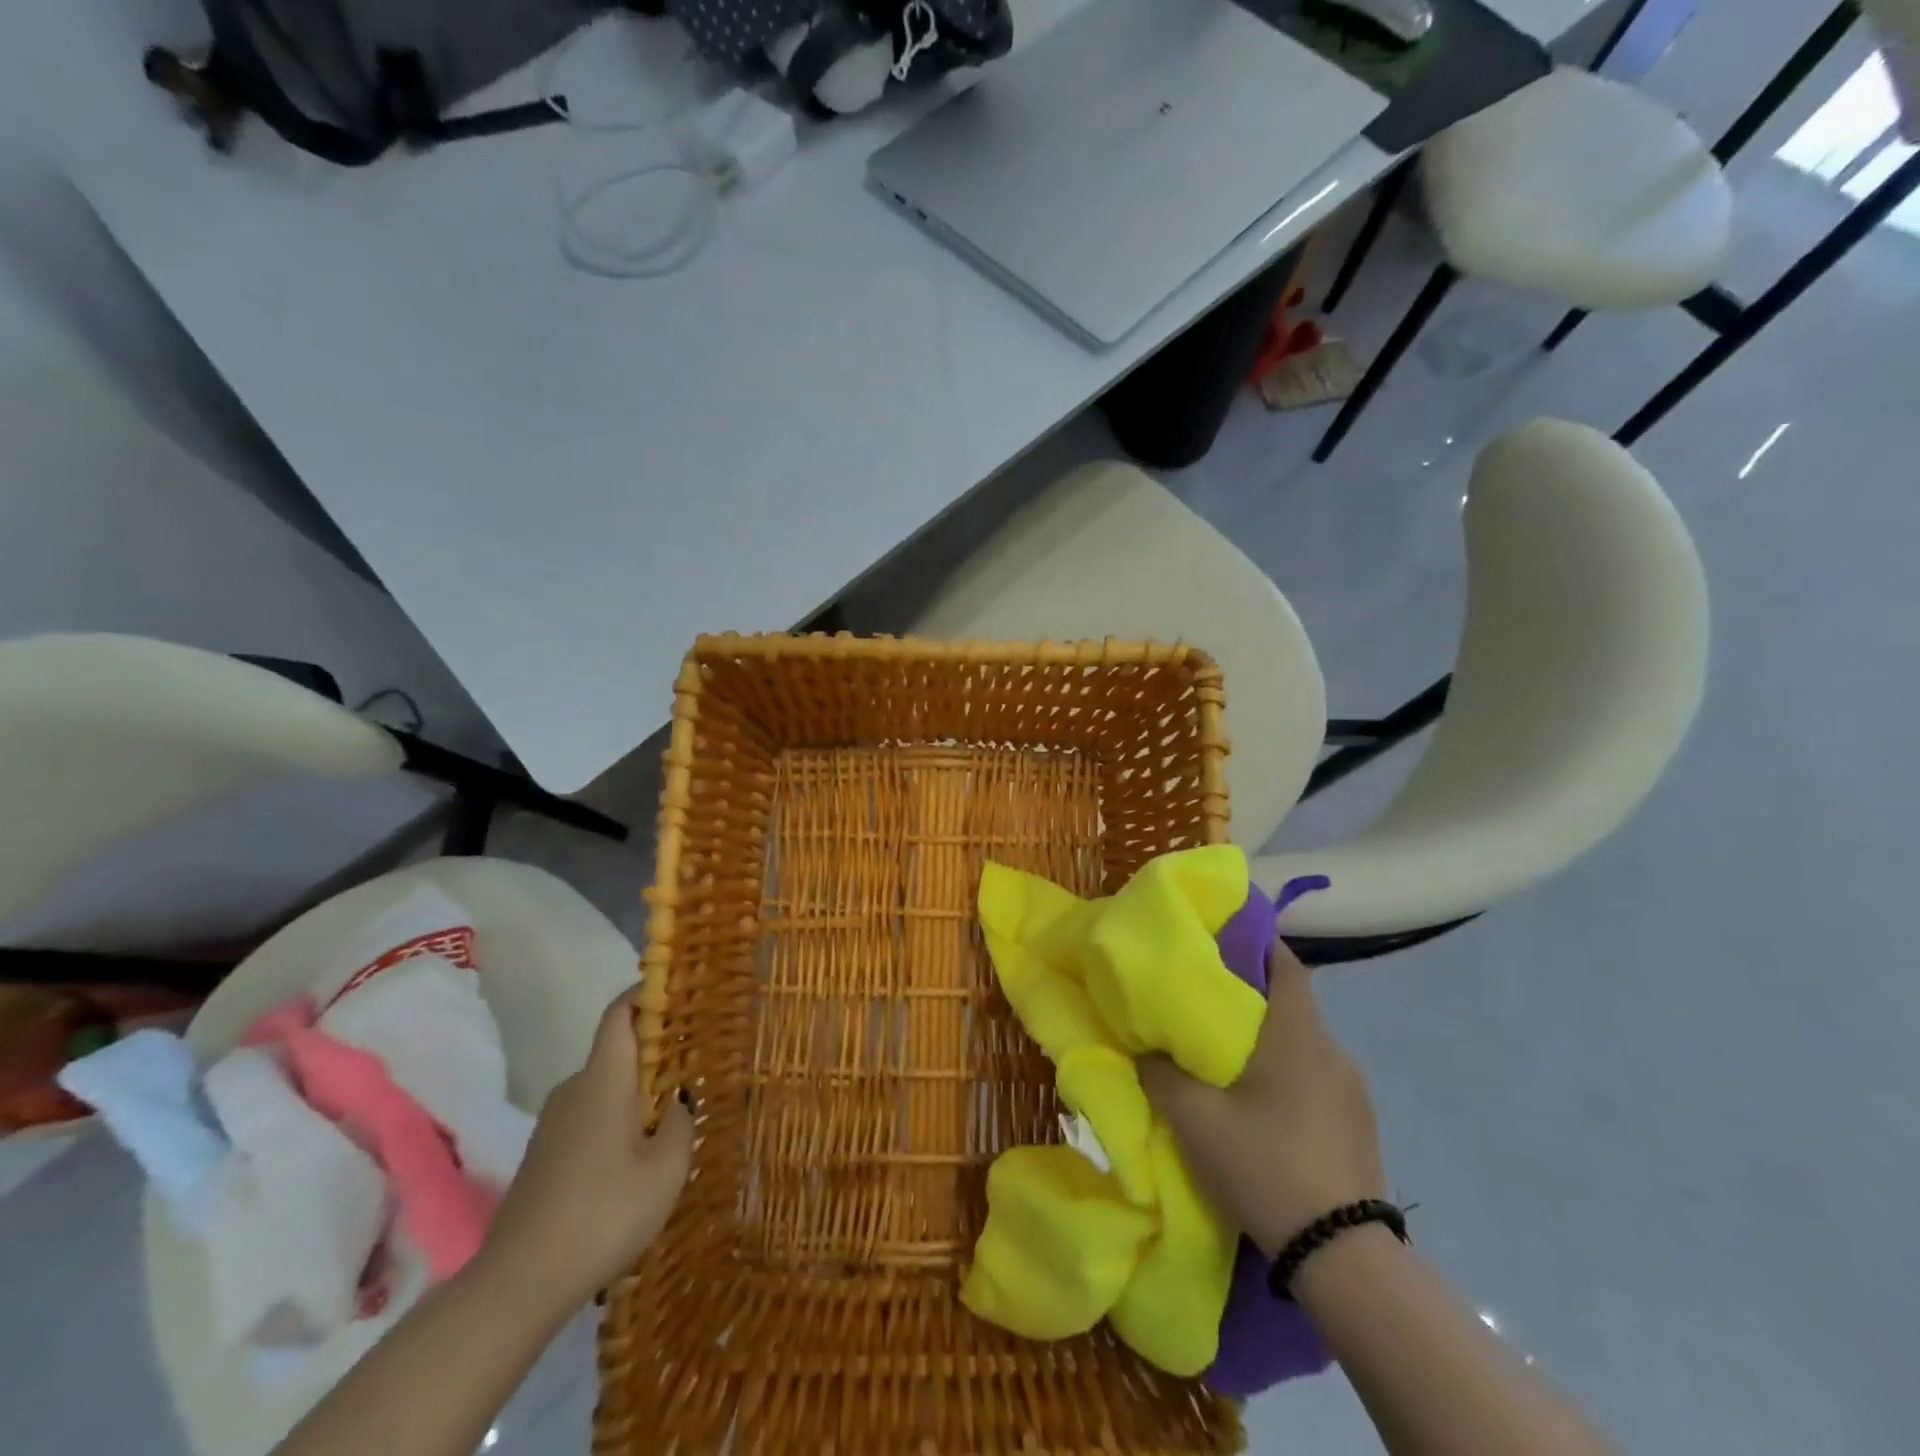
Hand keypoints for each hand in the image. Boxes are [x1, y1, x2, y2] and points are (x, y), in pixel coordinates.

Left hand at [479, 987, 693, 1312]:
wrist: (519, 1284)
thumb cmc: (604, 1213)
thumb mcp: (666, 1169)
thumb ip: (680, 1123)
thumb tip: (679, 1099)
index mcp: (603, 1079)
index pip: (619, 1014)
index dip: (645, 994)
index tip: (677, 990)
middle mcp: (574, 1089)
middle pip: (616, 1051)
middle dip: (654, 1052)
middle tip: (694, 1067)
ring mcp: (553, 1123)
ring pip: (603, 1087)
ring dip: (636, 1093)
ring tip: (672, 1119)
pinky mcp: (543, 1155)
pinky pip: (588, 1116)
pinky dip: (616, 1120)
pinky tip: (635, 1160)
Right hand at [1138, 942, 1383, 1256]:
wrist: (1343, 1257)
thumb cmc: (1265, 1164)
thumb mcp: (1195, 1119)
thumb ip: (1161, 1074)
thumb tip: (1143, 1047)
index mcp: (1297, 1034)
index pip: (1286, 964)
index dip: (1258, 941)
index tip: (1223, 935)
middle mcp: (1332, 1051)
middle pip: (1291, 1002)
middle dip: (1251, 994)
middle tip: (1205, 999)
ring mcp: (1352, 1090)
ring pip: (1302, 1043)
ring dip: (1268, 1039)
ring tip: (1227, 1054)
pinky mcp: (1359, 1125)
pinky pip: (1316, 1077)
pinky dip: (1287, 1072)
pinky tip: (1261, 1104)